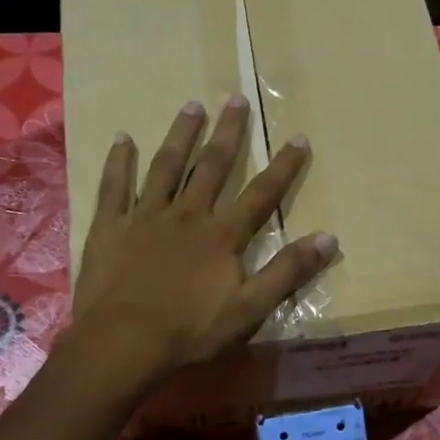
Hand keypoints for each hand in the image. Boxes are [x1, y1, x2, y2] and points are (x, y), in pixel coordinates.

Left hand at [71, 95, 335, 386]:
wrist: (124, 342)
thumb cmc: (189, 331)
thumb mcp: (249, 309)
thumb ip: (287, 272)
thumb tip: (329, 238)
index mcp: (221, 236)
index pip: (260, 195)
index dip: (282, 167)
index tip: (298, 138)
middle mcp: (186, 215)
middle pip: (210, 167)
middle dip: (227, 133)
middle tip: (235, 98)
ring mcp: (145, 217)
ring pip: (165, 167)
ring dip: (180, 135)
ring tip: (191, 105)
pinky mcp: (110, 227)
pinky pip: (114, 187)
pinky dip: (118, 161)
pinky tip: (122, 137)